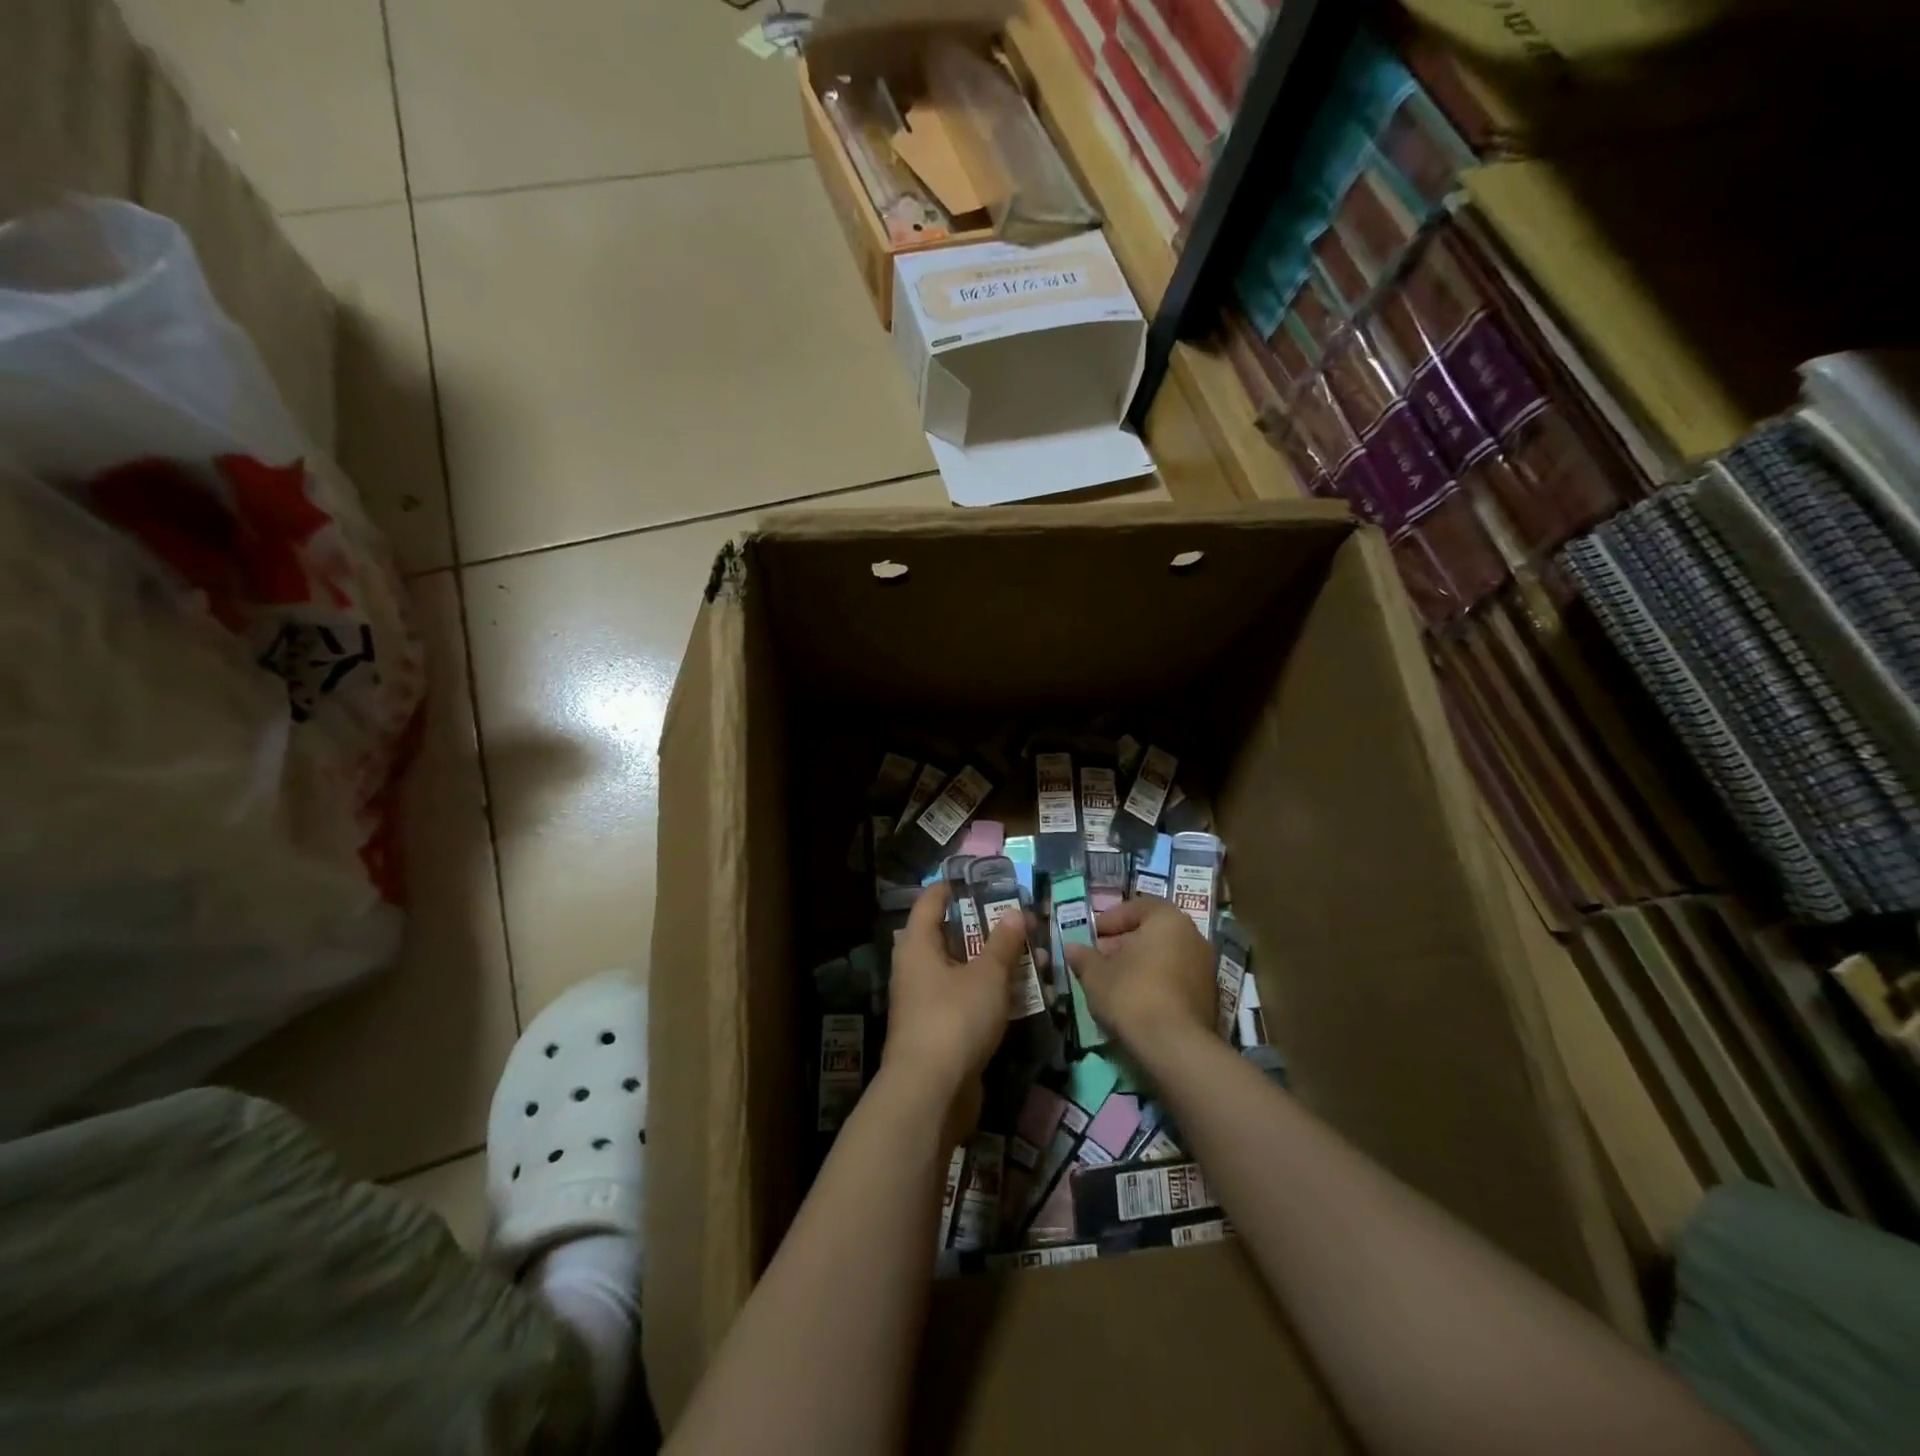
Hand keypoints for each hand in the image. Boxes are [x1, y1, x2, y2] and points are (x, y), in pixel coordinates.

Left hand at [884, 882, 1027, 1113]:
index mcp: (918, 946)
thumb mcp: (987, 976)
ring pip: (965, 971)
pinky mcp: (941, 1031)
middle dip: (988, 930)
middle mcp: (917, 969)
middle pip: (951, 937)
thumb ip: (1003, 943)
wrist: (931, 1093)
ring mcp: (928, 1002)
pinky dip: (993, 994)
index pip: (930, 902)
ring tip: (1035, 958)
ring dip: (997, 964)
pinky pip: (969, 1000)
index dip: (952, 888)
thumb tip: (1015, 913)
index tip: (980, 880)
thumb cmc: (955, 1019)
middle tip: (1021, 922)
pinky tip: (1026, 996)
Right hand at [1065, 896, 1213, 1065]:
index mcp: (1168, 919)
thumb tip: (1071, 948)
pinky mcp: (1209, 997)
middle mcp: (1193, 936)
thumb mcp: (1096, 974)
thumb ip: (1084, 957)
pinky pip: (1176, 979)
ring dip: (1139, 965)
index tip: (1091, 936)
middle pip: (1152, 932)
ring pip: (1165, 957)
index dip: (1110, 920)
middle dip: (1123, 943)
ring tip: (1112, 982)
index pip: (1137, 907)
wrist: (1174, 1046)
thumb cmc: (1131, 994)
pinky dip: (1155, 983)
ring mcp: (1206, 968)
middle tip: (1098, 959)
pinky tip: (1134, 1001)